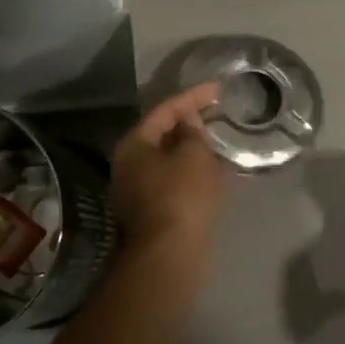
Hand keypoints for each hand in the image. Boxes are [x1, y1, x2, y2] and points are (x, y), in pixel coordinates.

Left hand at [111, 83, 228, 261]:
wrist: (171, 254)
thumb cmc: (182, 196)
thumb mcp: (194, 156)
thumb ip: (193, 132)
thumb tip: (187, 122)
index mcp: (133, 145)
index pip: (164, 110)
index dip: (192, 97)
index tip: (217, 90)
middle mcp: (127, 166)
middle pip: (160, 135)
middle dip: (188, 124)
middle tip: (215, 115)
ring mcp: (136, 192)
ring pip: (166, 161)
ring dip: (190, 150)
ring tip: (216, 142)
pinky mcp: (150, 213)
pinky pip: (172, 182)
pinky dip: (190, 173)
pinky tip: (210, 173)